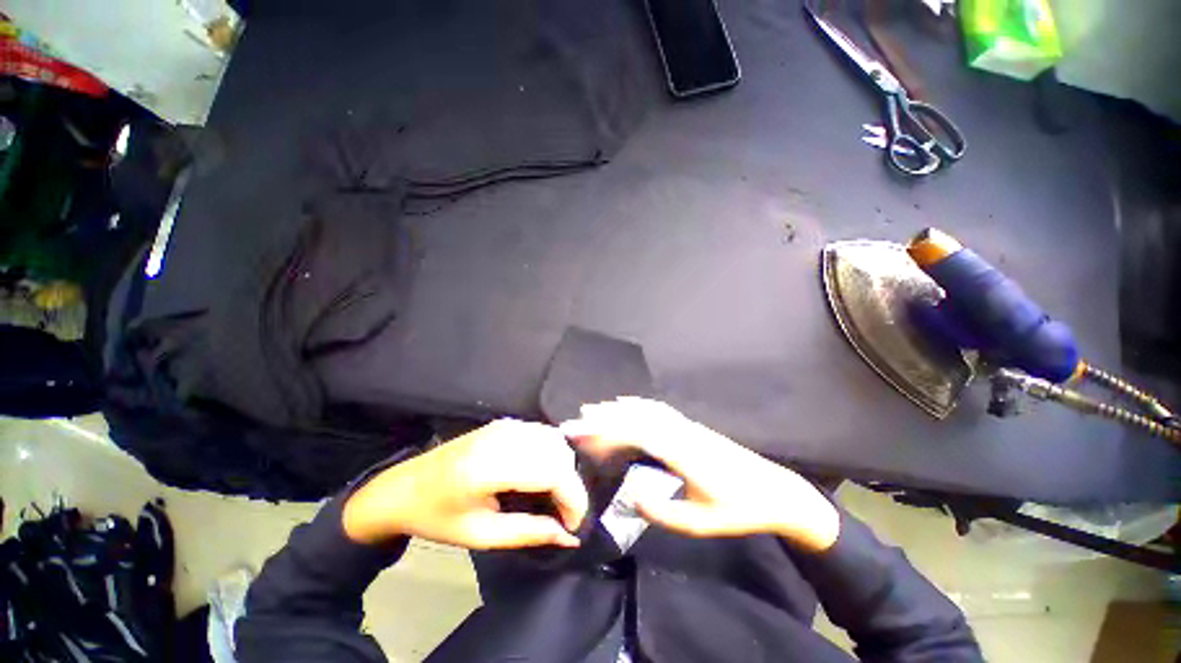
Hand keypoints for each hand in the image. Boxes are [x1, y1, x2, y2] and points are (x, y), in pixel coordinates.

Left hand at [343, 419, 588, 549]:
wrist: (404, 487)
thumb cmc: (437, 517)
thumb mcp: (481, 535)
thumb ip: (529, 532)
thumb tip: (570, 538)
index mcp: (489, 467)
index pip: (552, 471)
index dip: (573, 498)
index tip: (573, 525)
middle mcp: (502, 437)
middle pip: (558, 453)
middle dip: (570, 486)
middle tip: (563, 515)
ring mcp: (504, 425)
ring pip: (555, 440)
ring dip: (563, 469)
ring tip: (554, 497)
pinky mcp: (505, 423)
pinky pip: (543, 433)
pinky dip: (553, 454)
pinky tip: (544, 474)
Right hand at [561, 398, 839, 551]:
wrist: (775, 491)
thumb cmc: (739, 510)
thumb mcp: (700, 523)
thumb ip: (661, 511)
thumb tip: (631, 494)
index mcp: (681, 453)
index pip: (635, 432)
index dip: (605, 428)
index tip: (580, 430)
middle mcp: (680, 432)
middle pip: (636, 417)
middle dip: (603, 417)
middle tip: (576, 422)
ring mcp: (686, 426)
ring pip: (646, 409)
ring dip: (618, 408)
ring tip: (593, 410)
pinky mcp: (691, 426)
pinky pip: (658, 410)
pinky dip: (637, 405)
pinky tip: (627, 405)